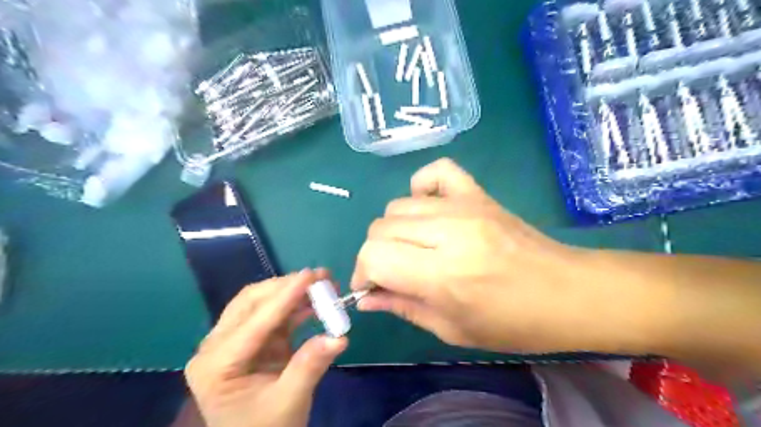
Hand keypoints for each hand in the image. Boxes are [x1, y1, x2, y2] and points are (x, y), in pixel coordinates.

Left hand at [186, 270, 346, 426]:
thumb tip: (339, 337)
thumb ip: (310, 366)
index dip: (285, 297)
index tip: (311, 275)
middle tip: (321, 278)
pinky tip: (314, 302)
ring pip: (260, 302)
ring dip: (291, 292)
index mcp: (215, 365)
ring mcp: (232, 340)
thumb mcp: (289, 402)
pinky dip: (293, 306)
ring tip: (322, 285)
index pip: (254, 323)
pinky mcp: (251, 339)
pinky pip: (272, 314)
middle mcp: (216, 346)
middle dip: (287, 287)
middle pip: (251, 302)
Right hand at [350, 159, 647, 353]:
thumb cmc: (513, 324)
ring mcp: (464, 205)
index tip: (371, 288)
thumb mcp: (452, 329)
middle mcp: (449, 232)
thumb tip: (366, 297)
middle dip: (376, 255)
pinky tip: (429, 210)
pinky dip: (421, 188)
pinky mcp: (478, 193)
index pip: (374, 256)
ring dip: (394, 231)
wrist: (569, 292)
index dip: (363, 273)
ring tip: (412, 248)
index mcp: (443, 274)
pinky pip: (436, 172)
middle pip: (380, 228)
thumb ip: (402, 307)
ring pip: (398, 205)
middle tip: (392, 273)